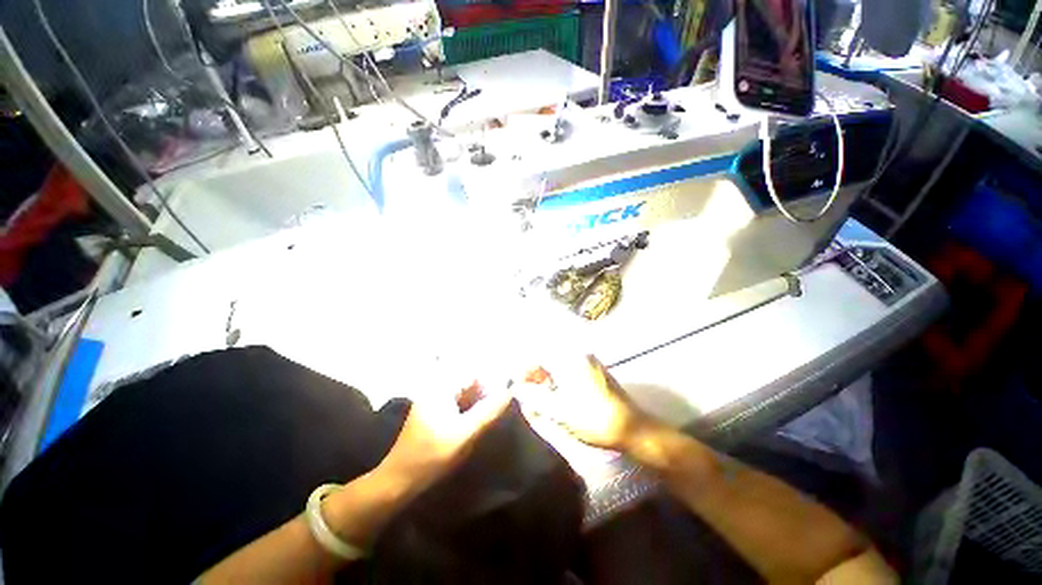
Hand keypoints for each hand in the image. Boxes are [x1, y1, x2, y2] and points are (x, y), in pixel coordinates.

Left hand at [376, 381, 512, 497]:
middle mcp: (435, 389)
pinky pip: (455, 404)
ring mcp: (431, 400)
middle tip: (498, 408)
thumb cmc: (431, 456)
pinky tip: (474, 423)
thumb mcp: (465, 434)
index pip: (473, 374)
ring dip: (477, 402)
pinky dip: (467, 409)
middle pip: (468, 383)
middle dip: (485, 393)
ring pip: (463, 394)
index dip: (491, 383)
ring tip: (489, 416)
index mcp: (441, 388)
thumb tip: (510, 391)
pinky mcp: (431, 413)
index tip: (505, 396)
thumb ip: (489, 411)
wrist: (397, 480)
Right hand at [521, 355, 654, 451]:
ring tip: (541, 396)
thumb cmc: (593, 419)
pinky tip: (558, 395)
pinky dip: (560, 378)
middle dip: (535, 373)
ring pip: (560, 363)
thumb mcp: (559, 410)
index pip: (538, 354)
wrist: (633, 429)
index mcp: (570, 360)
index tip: (517, 385)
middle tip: (527, 392)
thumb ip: (534, 396)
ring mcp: (590, 362)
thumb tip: (516, 387)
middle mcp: (580, 354)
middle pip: (549, 357)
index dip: (524, 369)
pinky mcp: (596, 371)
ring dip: (547, 376)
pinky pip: (571, 368)